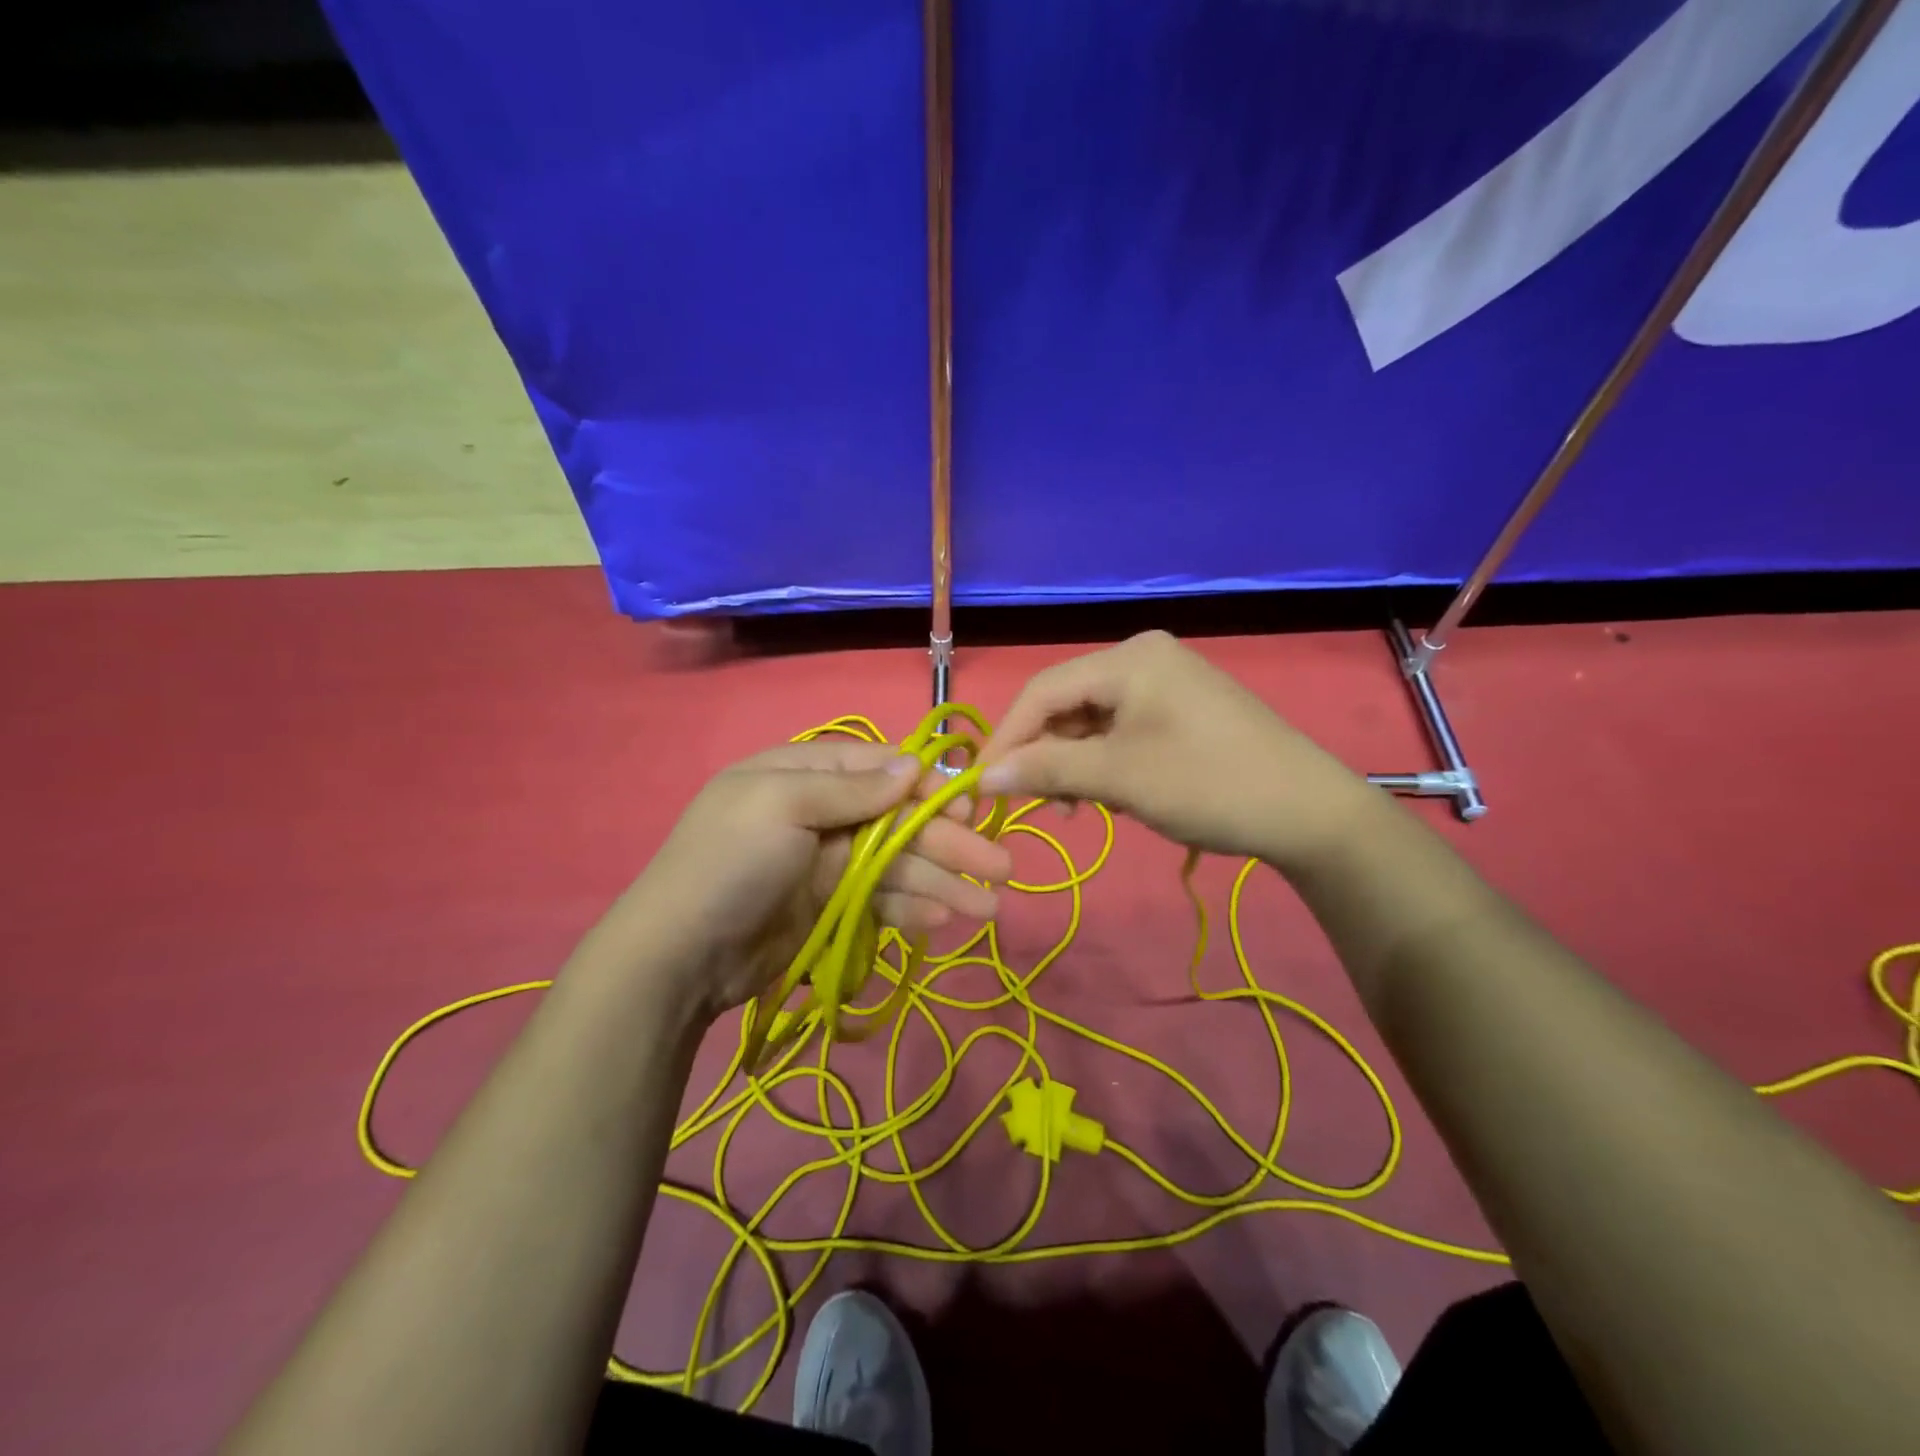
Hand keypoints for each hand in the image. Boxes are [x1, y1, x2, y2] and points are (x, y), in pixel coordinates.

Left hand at [593, 739, 1013, 1019]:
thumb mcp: (782, 806)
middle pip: (899, 821)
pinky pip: (884, 901)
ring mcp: (828, 863)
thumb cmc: (730, 863)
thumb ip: (851, 787)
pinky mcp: (832, 907)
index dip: (927, 787)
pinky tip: (943, 922)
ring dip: (944, 883)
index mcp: (803, 774)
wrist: (679, 956)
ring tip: (987, 908)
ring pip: (899, 865)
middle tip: (1000, 867)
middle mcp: (821, 813)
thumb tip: (912, 766)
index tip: (969, 808)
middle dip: (949, 843)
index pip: (880, 768)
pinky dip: (913, 909)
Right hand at [976, 631, 1374, 867]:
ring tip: (1076, 808)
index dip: (1006, 738)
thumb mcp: (1119, 778)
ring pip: (1091, 721)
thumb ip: (1046, 771)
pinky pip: (1121, 730)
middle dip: (1043, 754)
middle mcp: (1143, 656)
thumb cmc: (1209, 785)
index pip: (1042, 691)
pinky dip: (1103, 762)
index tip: (981, 784)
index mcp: (1129, 658)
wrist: (1309, 812)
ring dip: (1073, 763)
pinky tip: (1106, 794)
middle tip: (1034, 804)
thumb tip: (984, 776)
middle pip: (1066, 703)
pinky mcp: (1180, 708)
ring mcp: (1165, 681)